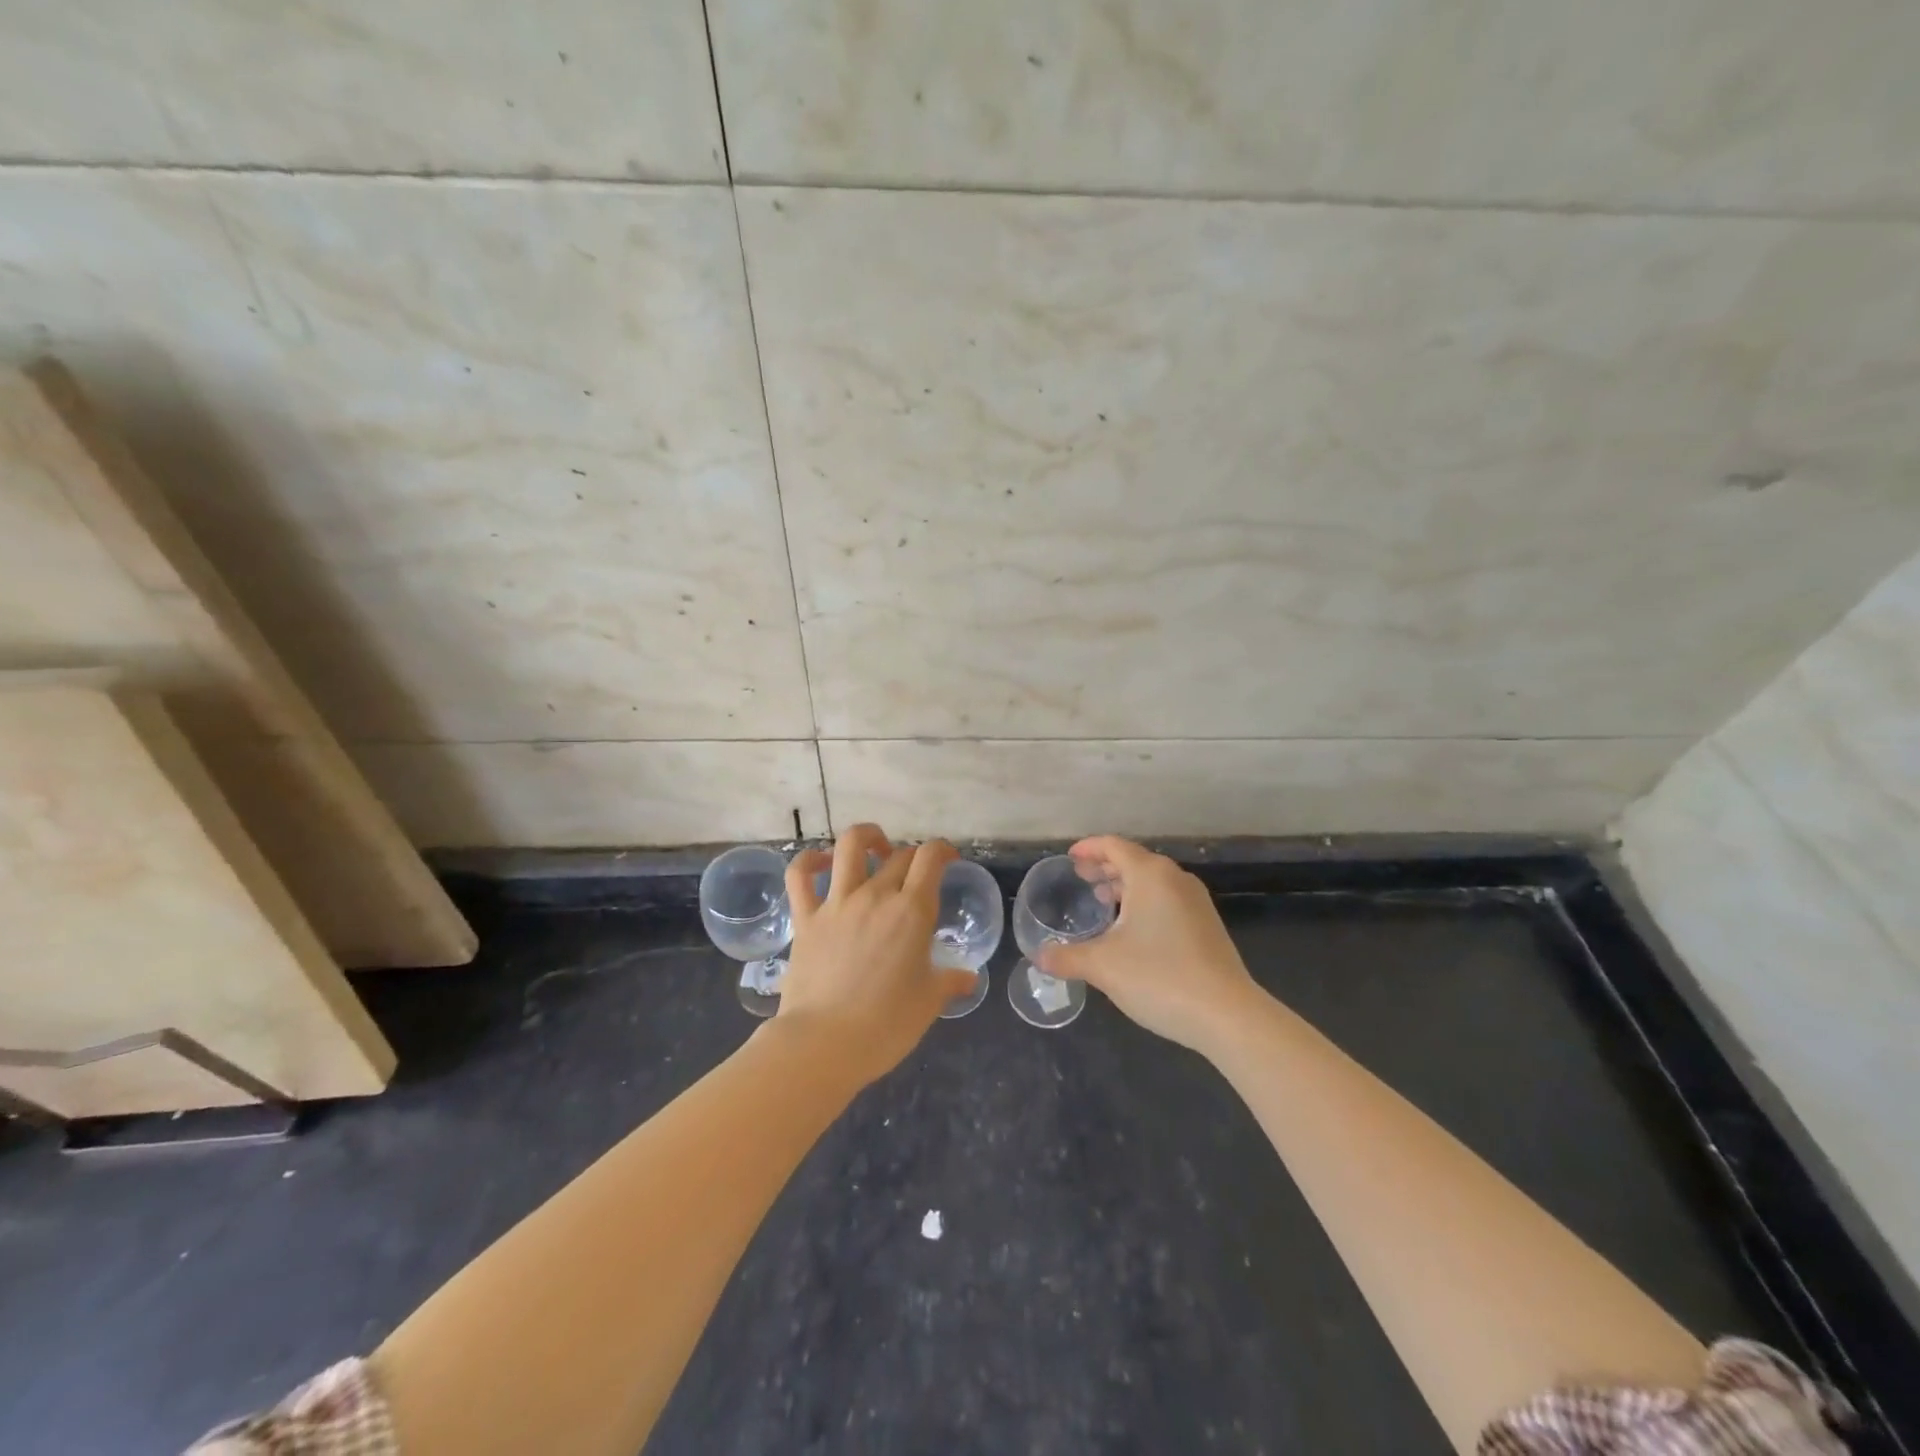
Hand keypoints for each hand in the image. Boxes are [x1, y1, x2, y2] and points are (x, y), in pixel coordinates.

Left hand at [774, 824, 976, 1086]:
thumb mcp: (928, 1003)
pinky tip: (821, 863)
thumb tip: (969, 978)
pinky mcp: (805, 917)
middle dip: (913, 858)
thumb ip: (950, 982)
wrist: (824, 1043)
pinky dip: (809, 860)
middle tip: (917, 876)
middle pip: (899, 855)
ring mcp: (836, 903)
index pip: (930, 858)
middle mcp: (875, 896)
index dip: (943, 850)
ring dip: (867, 838)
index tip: (948, 859)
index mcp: (911, 911)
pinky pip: (800, 875)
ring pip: (849, 847)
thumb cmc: (886, 1025)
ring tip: (875, 848)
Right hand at [1038, 836, 1263, 1057]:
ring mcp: (1196, 902)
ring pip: (1153, 882)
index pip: (1114, 846)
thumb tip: (1038, 957)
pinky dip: (1144, 902)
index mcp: (1150, 875)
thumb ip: (1066, 957)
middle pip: (1135, 860)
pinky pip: (1167, 900)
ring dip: (1126, 886)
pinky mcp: (1207, 925)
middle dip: (1106, 867)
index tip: (1070, 858)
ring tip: (1103, 902)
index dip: (1089, 849)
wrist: (1227, 1014)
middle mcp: (1175, 879)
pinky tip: (1132, 930)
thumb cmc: (1159, 977)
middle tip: (1082, 879)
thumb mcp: (1103, 966)